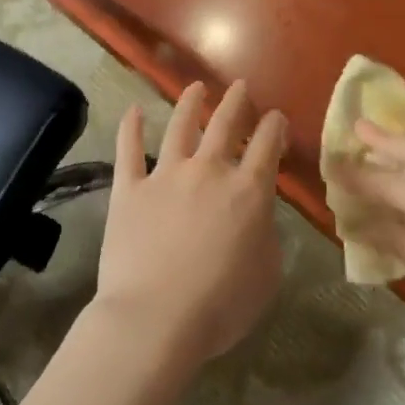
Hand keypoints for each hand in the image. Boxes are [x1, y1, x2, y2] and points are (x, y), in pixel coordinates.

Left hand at [92, 80, 288, 365]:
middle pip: (225, 124)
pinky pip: (128, 149)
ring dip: (190, 103)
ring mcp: (165, 176)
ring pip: (180, 126)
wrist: (156, 317)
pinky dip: (131, 127)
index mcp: (248, 191)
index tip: (275, 118)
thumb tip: (257, 216)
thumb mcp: (267, 274)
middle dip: (236, 102)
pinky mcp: (128, 189)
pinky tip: (133, 111)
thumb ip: (266, 235)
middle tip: (240, 87)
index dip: (274, 126)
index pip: (267, 144)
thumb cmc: (221, 305)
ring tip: (196, 88)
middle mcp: (208, 171)